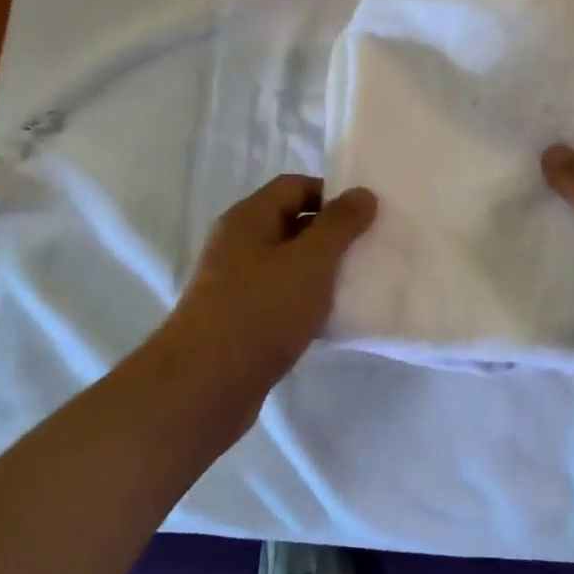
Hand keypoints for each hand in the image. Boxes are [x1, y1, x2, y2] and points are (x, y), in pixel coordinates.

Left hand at [155, 175, 376, 413]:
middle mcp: (238, 244)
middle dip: (331, 234)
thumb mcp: (310, 261)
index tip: (366, 217)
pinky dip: (307, 302)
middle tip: (369, 249)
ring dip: (321, 271)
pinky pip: (281, 298)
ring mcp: (235, 284)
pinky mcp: (240, 320)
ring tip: (358, 284)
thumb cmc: (261, 310)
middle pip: (291, 223)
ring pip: (288, 264)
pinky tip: (331, 320)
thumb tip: (362, 193)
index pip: (295, 186)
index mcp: (249, 218)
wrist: (204, 386)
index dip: (332, 194)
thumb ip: (340, 225)